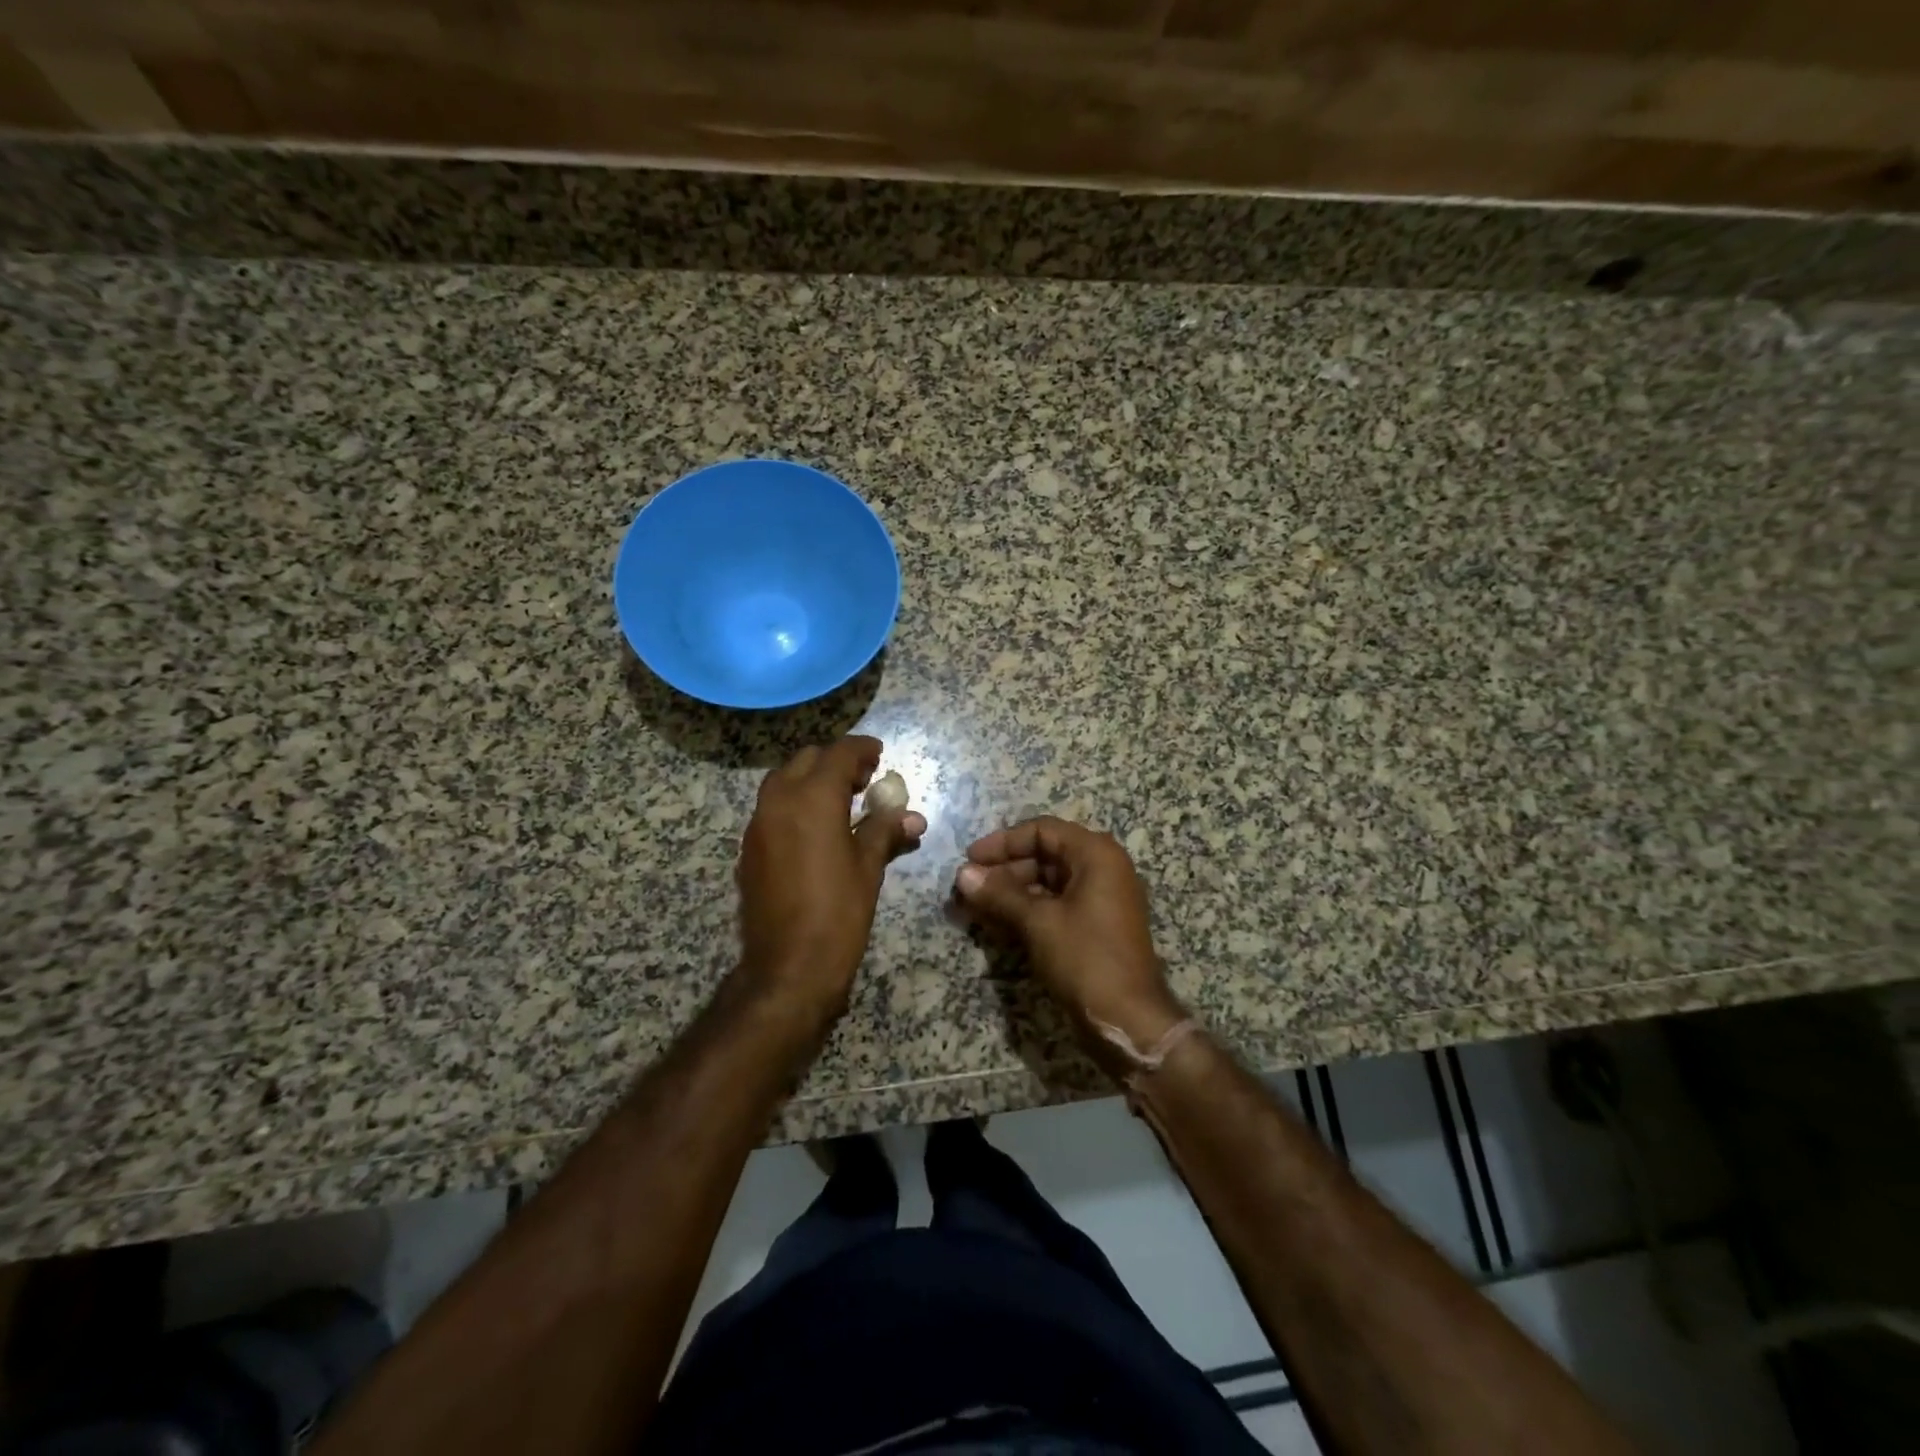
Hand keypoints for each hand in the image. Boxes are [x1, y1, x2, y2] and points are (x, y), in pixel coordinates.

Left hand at [735, 736, 926, 1016]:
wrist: (788, 966)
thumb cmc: (838, 912)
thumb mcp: (869, 867)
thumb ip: (885, 831)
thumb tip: (912, 817)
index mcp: (813, 798)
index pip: (839, 753)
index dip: (862, 748)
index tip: (879, 754)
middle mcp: (779, 800)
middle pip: (806, 760)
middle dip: (835, 762)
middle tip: (863, 780)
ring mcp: (758, 824)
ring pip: (783, 781)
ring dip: (811, 780)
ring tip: (841, 801)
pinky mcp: (748, 848)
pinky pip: (771, 808)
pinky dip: (794, 804)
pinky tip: (815, 829)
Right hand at [954, 817, 1184, 1073]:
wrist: (1129, 1020)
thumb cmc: (1086, 959)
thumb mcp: (1038, 923)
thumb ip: (1000, 894)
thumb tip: (962, 874)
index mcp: (1096, 855)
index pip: (1042, 831)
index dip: (1003, 842)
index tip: (970, 858)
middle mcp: (1102, 869)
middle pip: (1044, 855)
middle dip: (1003, 870)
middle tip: (967, 887)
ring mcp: (1101, 899)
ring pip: (1047, 883)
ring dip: (1010, 892)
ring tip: (974, 906)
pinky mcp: (1095, 926)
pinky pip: (1055, 905)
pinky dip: (1027, 910)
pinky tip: (996, 923)